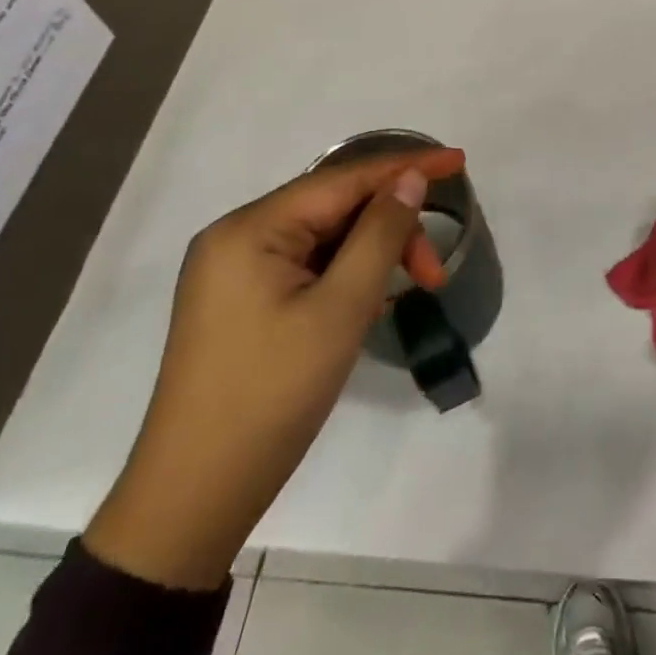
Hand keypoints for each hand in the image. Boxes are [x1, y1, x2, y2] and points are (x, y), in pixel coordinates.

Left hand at [84, 146, 465, 588]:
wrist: (196, 494)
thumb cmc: (273, 394)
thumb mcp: (341, 309)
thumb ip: (380, 234)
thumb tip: (411, 180)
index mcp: (250, 229)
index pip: (342, 179)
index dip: (405, 167)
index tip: (459, 161)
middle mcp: (237, 238)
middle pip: (334, 209)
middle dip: (392, 230)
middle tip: (433, 273)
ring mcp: (235, 272)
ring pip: (324, 240)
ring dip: (374, 256)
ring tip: (411, 292)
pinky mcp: (242, 302)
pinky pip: (307, 267)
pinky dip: (347, 276)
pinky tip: (372, 303)